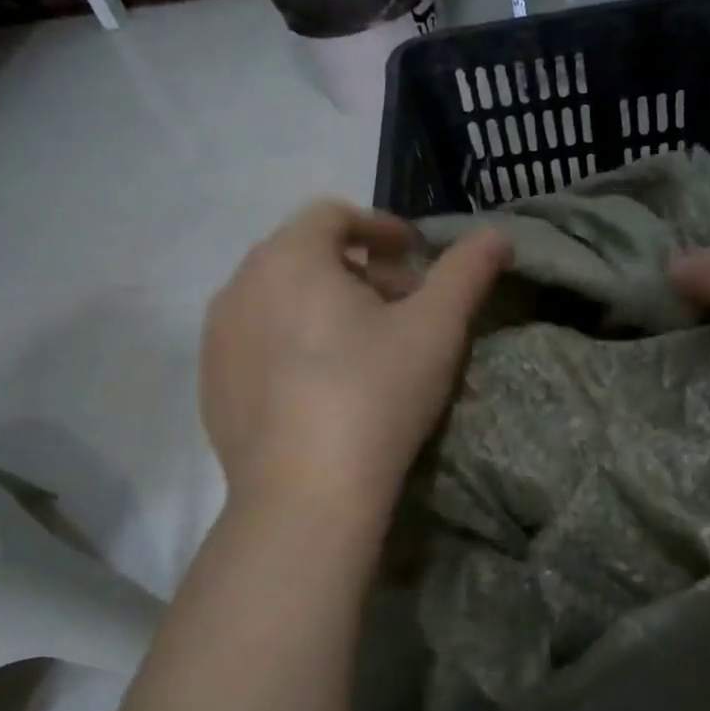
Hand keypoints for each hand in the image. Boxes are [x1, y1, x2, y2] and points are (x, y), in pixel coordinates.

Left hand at [200, 200, 509, 503]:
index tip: (416, 257)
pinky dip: (293, 343)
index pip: (335, 214)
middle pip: (306, 256)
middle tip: (401, 306)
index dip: (382, 228)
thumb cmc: (375, 394)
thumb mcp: (437, 328)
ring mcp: (218, 338)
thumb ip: (468, 271)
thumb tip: (498, 234)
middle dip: (358, 270)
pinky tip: (324, 386)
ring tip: (364, 346)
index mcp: (290, 257)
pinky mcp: (212, 385)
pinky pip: (257, 342)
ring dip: (324, 305)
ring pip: (278, 299)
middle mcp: (240, 285)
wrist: (306, 495)